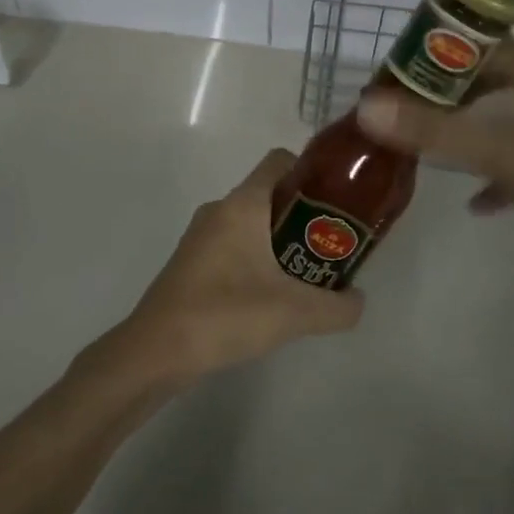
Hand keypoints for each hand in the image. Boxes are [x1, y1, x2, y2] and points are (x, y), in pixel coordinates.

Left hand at [117, 149, 364, 380]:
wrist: (155, 352)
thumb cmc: (225, 315)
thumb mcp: (294, 313)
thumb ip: (337, 307)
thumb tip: (358, 300)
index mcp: (242, 204)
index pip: (280, 161)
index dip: (311, 172)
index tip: (337, 200)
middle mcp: (219, 209)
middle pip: (269, 194)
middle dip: (303, 214)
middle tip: (330, 244)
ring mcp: (201, 236)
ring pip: (251, 223)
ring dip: (280, 240)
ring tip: (306, 273)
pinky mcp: (191, 262)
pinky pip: (233, 246)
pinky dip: (256, 259)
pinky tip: (270, 296)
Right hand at [356, 39, 513, 295]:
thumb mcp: (502, 153)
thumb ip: (434, 131)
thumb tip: (366, 107)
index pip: (476, 46)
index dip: (433, 56)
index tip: (394, 77)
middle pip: (489, 80)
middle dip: (446, 98)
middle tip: (403, 114)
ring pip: (507, 118)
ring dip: (469, 132)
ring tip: (428, 150)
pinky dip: (499, 172)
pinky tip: (478, 202)